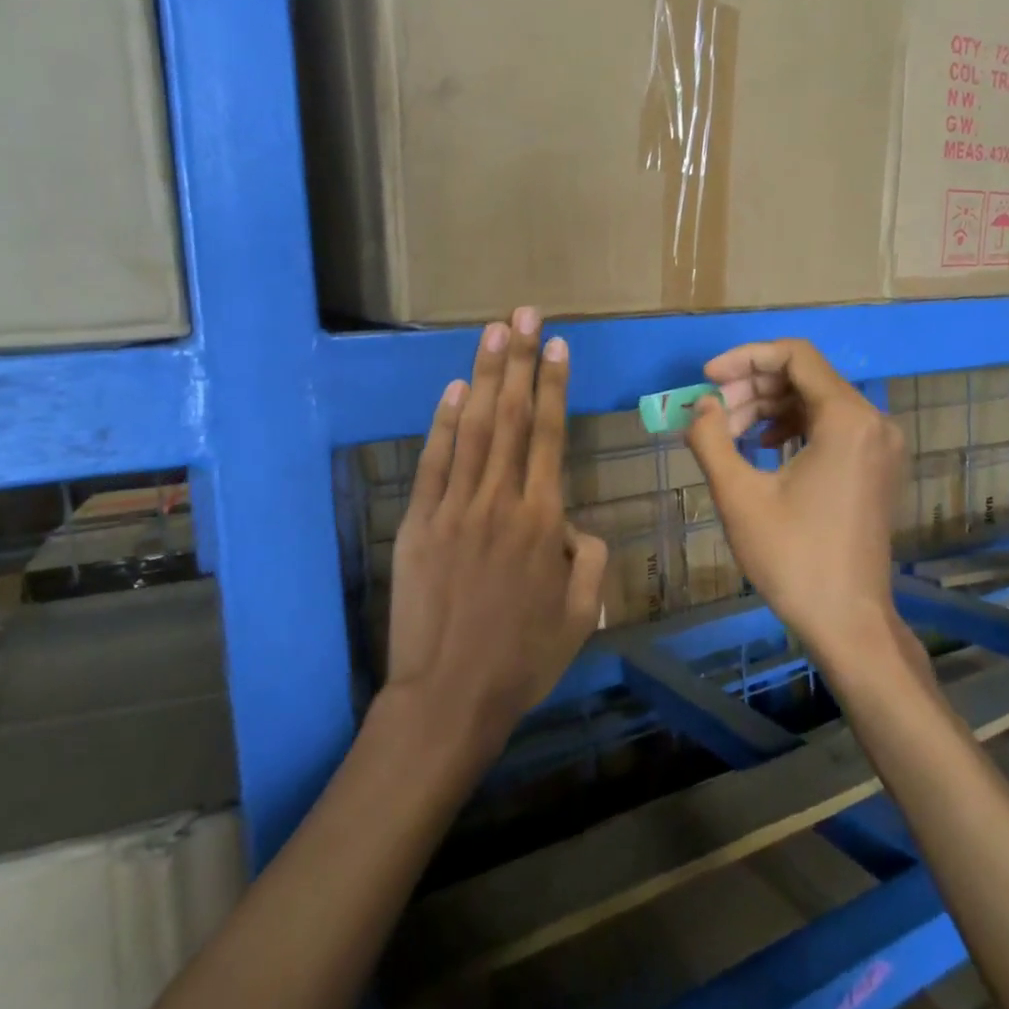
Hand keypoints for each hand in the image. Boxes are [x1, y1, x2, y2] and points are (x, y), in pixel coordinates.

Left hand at [385, 308, 607, 764]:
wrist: (450, 695)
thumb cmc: (523, 659)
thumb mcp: (580, 614)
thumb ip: (588, 558)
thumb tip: (574, 525)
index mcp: (543, 521)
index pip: (551, 436)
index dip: (554, 386)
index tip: (556, 345)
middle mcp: (500, 501)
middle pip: (512, 417)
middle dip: (519, 361)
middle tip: (523, 314)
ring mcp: (454, 508)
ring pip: (474, 429)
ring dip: (484, 377)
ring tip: (493, 332)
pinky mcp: (419, 523)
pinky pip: (434, 462)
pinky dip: (444, 424)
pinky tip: (454, 391)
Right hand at [684, 339, 909, 671]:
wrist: (847, 620)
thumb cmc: (792, 557)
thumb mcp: (738, 495)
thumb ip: (711, 438)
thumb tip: (701, 405)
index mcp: (848, 419)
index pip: (795, 355)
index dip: (745, 358)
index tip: (708, 379)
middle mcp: (874, 421)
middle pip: (806, 376)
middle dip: (753, 387)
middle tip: (712, 414)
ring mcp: (881, 445)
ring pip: (817, 401)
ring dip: (769, 407)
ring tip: (729, 434)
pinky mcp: (877, 466)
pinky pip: (832, 426)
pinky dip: (794, 427)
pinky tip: (763, 446)